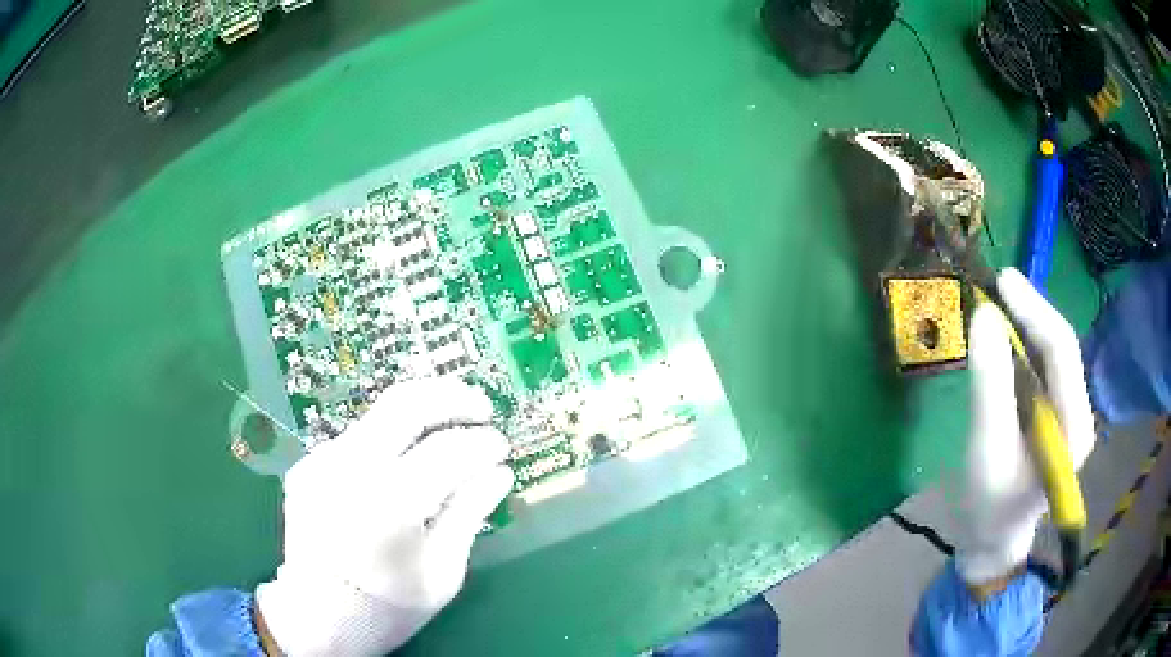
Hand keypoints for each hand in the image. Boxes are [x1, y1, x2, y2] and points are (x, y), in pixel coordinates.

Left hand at [255, 379, 513, 655]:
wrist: (316, 618)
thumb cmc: (388, 608)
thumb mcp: (442, 573)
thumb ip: (469, 514)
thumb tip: (499, 472)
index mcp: (389, 505)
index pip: (447, 450)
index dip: (483, 442)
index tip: (502, 447)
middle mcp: (349, 469)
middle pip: (406, 404)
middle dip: (452, 396)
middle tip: (483, 407)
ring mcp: (321, 462)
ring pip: (379, 414)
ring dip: (421, 412)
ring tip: (451, 424)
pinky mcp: (308, 464)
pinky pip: (358, 438)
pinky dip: (391, 438)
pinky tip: (406, 459)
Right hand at [953, 268, 1095, 586]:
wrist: (991, 543)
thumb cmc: (989, 506)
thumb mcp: (987, 447)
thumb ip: (989, 382)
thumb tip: (985, 315)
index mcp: (1074, 424)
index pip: (1062, 349)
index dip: (1034, 308)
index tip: (1002, 280)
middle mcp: (1078, 411)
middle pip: (1060, 347)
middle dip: (1030, 312)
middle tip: (996, 286)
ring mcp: (1067, 415)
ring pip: (1051, 356)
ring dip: (1025, 327)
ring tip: (997, 306)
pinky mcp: (1053, 417)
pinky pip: (1041, 371)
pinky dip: (1021, 349)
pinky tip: (1003, 342)